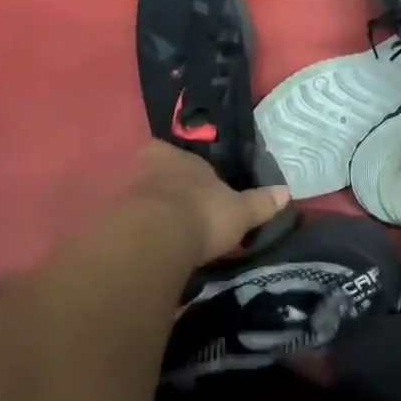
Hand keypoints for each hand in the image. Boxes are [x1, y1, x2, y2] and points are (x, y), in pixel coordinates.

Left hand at [123, 140, 290, 265]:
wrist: (154, 240)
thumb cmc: (202, 213)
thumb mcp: (239, 211)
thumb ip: (260, 202)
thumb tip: (286, 192)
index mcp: (176, 157)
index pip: (175, 152)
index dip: (185, 166)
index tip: (195, 181)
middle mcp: (147, 169)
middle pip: (156, 174)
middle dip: (168, 188)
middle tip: (183, 207)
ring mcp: (127, 195)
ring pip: (142, 198)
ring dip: (153, 212)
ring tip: (170, 233)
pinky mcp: (113, 223)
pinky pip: (131, 224)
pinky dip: (141, 233)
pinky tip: (154, 248)